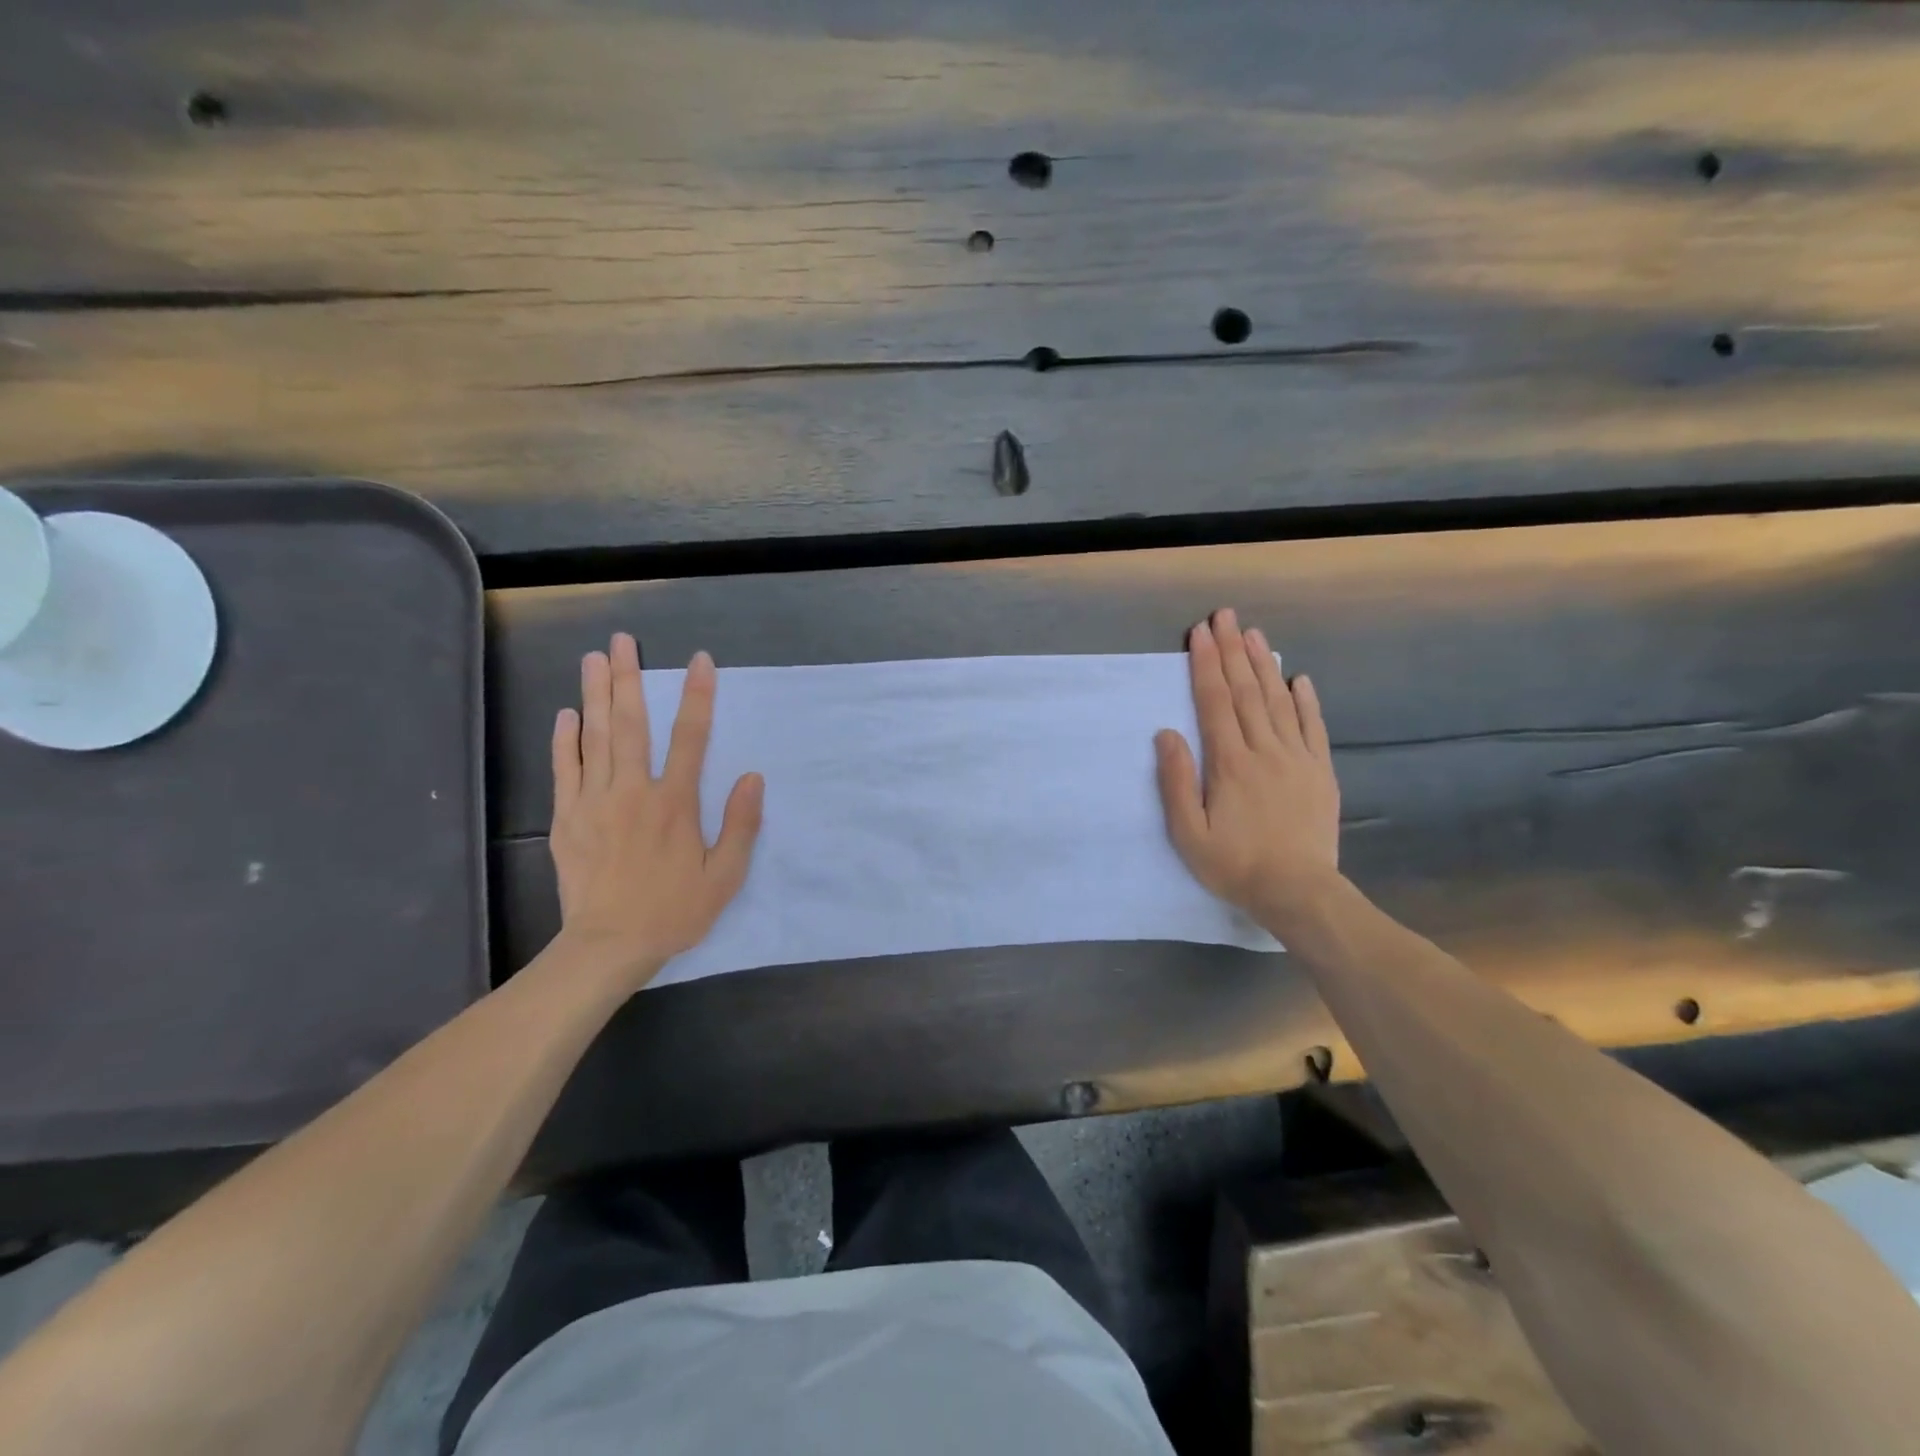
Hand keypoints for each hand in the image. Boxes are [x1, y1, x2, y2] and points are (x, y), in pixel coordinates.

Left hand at [549, 633, 762, 985]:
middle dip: (628, 678)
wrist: (607, 946)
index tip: (698, 661)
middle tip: (622, 641)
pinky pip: (565, 769)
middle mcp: (633, 792)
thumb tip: (752, 777)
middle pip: (630, 724)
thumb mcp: (725, 876)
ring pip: (594, 738)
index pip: (690, 737)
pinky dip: (565, 740)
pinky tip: (567, 714)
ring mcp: (594, 802)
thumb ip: (741, 825)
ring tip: (593, 659)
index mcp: (675, 803)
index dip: (696, 696)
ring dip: (595, 695)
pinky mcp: (566, 819)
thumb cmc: (673, 911)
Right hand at [1155, 608, 1341, 932]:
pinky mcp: (1320, 772)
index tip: (1200, 632)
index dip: (1205, 664)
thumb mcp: (1188, 833)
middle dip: (1232, 651)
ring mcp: (1297, 758)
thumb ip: (1175, 781)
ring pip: (1278, 701)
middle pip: (1246, 691)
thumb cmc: (1234, 865)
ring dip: (1265, 665)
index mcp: (1229, 762)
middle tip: (1226, 616)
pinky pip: (1313, 727)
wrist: (1298, 892)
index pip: (1214, 702)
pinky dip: (1306, 700)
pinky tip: (1299, 678)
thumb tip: (1166, 733)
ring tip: (1255, 634)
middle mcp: (1264, 750)